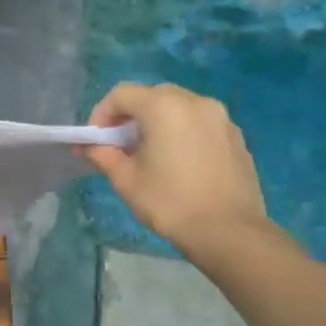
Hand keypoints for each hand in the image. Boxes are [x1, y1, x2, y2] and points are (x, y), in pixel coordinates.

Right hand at [83, 83, 271, 266]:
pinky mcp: (235, 136)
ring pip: (179, 107)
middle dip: (131, 115)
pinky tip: (179, 162)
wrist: (229, 231)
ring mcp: (220, 117)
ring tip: (150, 153)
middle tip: (120, 145)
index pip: (122, 94)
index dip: (102, 113)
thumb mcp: (126, 180)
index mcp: (164, 107)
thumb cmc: (170, 203)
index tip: (96, 140)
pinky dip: (182, 131)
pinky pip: (200, 123)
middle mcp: (195, 102)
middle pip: (152, 95)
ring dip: (158, 122)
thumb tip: (90, 146)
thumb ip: (104, 155)